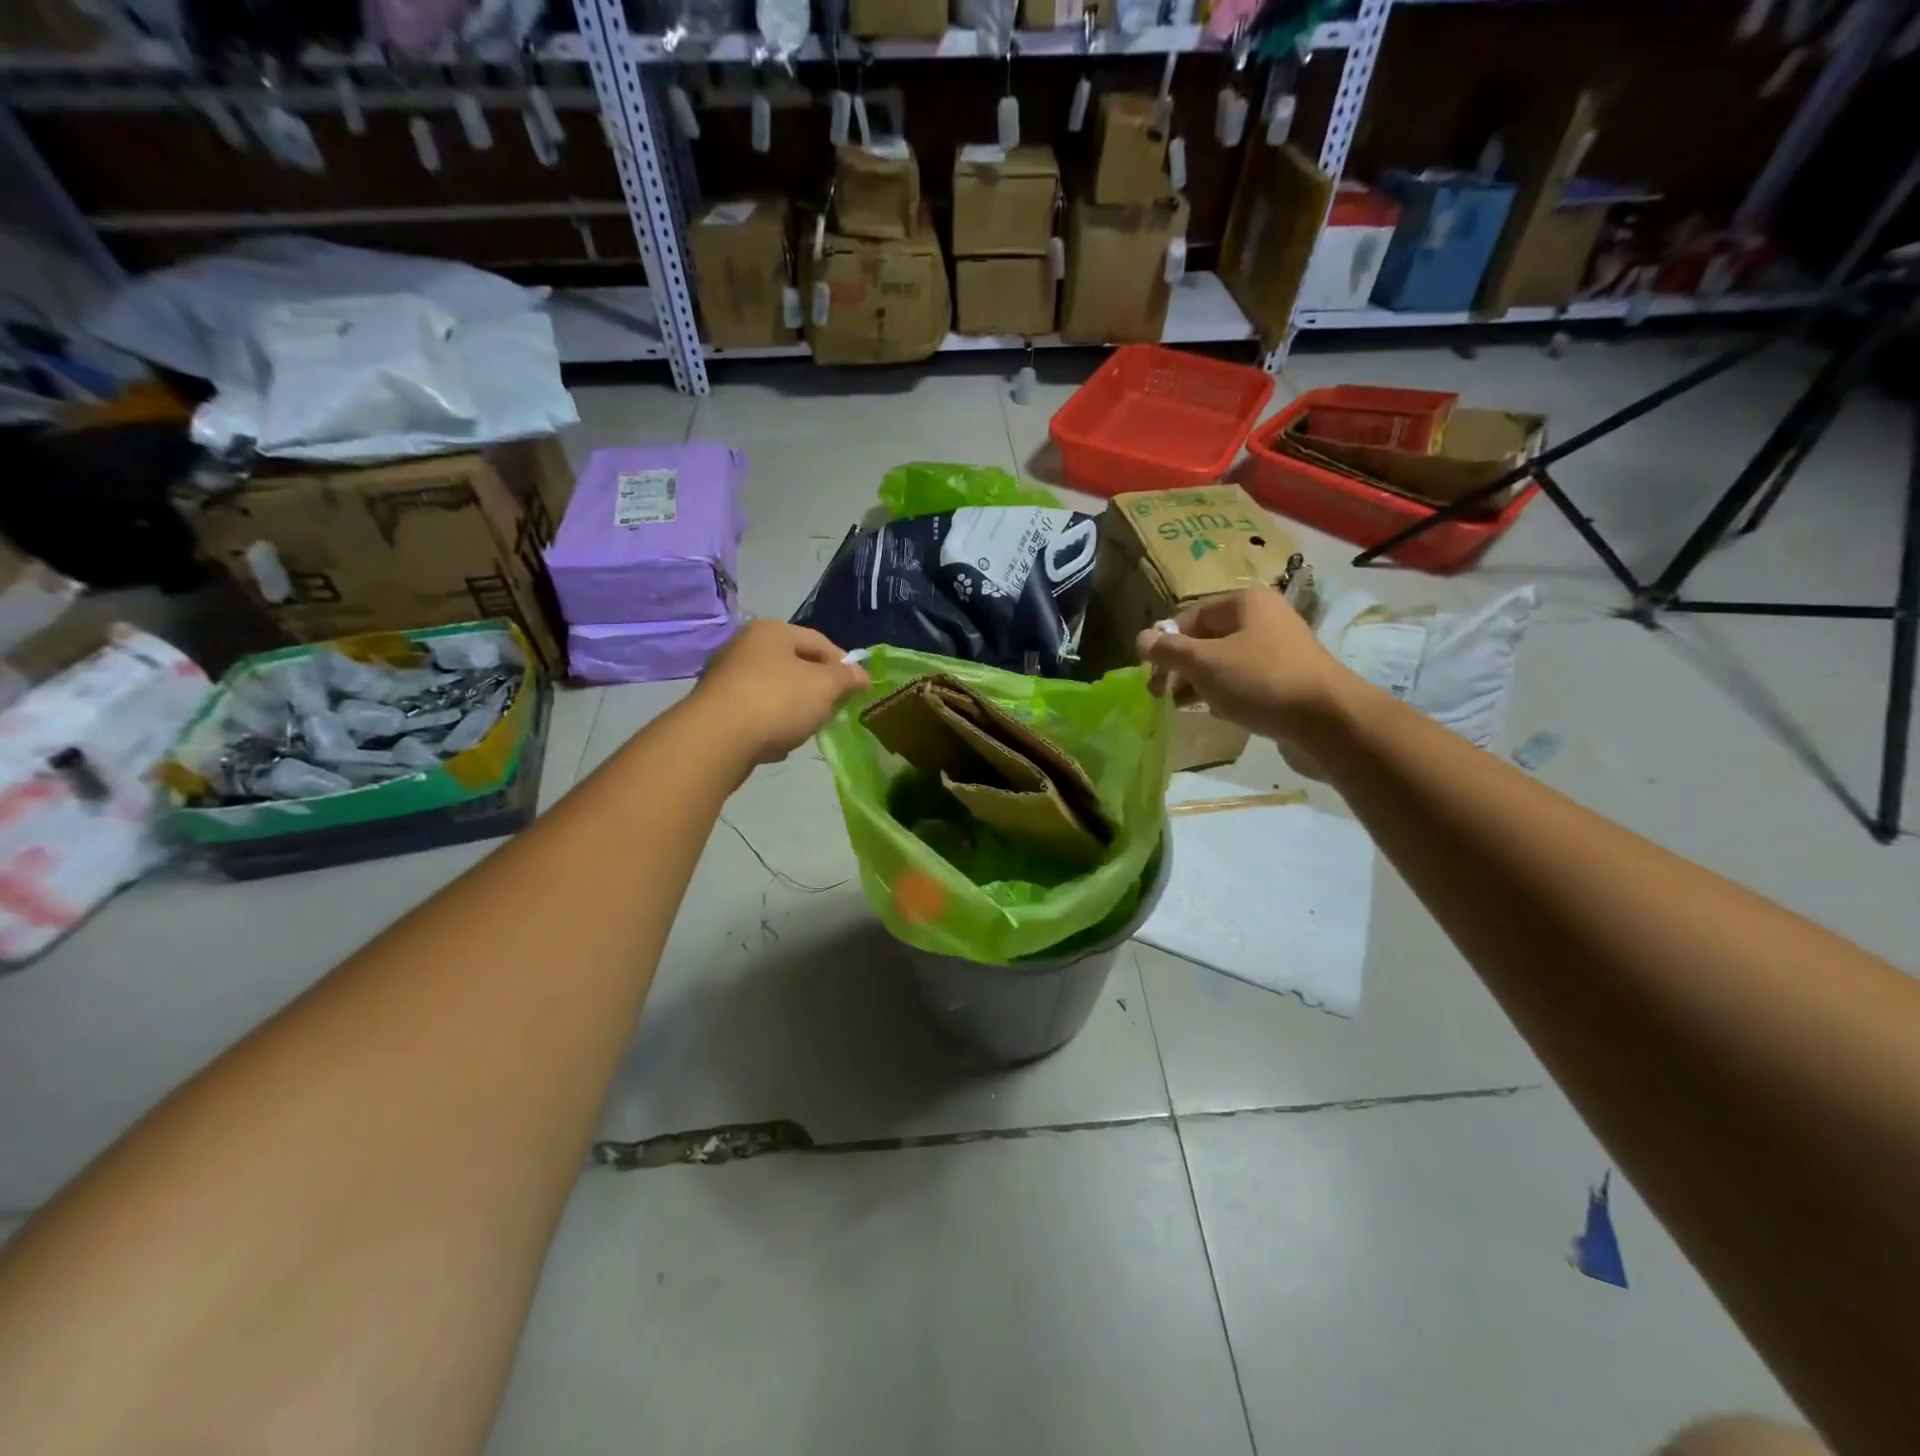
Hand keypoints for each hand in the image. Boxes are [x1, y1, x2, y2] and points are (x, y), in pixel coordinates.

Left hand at [692, 620, 870, 767]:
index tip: (857, 689)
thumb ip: (847, 678)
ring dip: (794, 709)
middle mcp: (744, 646)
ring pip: (774, 690)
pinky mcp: (714, 708)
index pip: (819, 641)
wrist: (717, 739)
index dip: (843, 664)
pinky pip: (754, 713)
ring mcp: (725, 677)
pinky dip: (769, 725)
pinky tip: (777, 744)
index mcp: (771, 631)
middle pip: (794, 665)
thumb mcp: (825, 687)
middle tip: (833, 711)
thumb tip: (862, 674)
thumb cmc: (777, 701)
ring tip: (806, 730)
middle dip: (818, 689)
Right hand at [1135, 588, 1348, 743]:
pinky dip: (1226, 693)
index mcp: (1246, 603)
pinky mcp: (1288, 679)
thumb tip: (1140, 638)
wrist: (1328, 720)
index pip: (1191, 616)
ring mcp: (1279, 650)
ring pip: (1225, 662)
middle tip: (1161, 694)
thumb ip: (1169, 651)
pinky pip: (1245, 681)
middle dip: (1182, 666)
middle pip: (1208, 639)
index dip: (1167, 643)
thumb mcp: (1206, 663)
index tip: (1152, 674)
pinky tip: (1219, 713)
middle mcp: (1264, 619)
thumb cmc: (1262, 681)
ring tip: (1185, 706)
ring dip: (1200, 682)